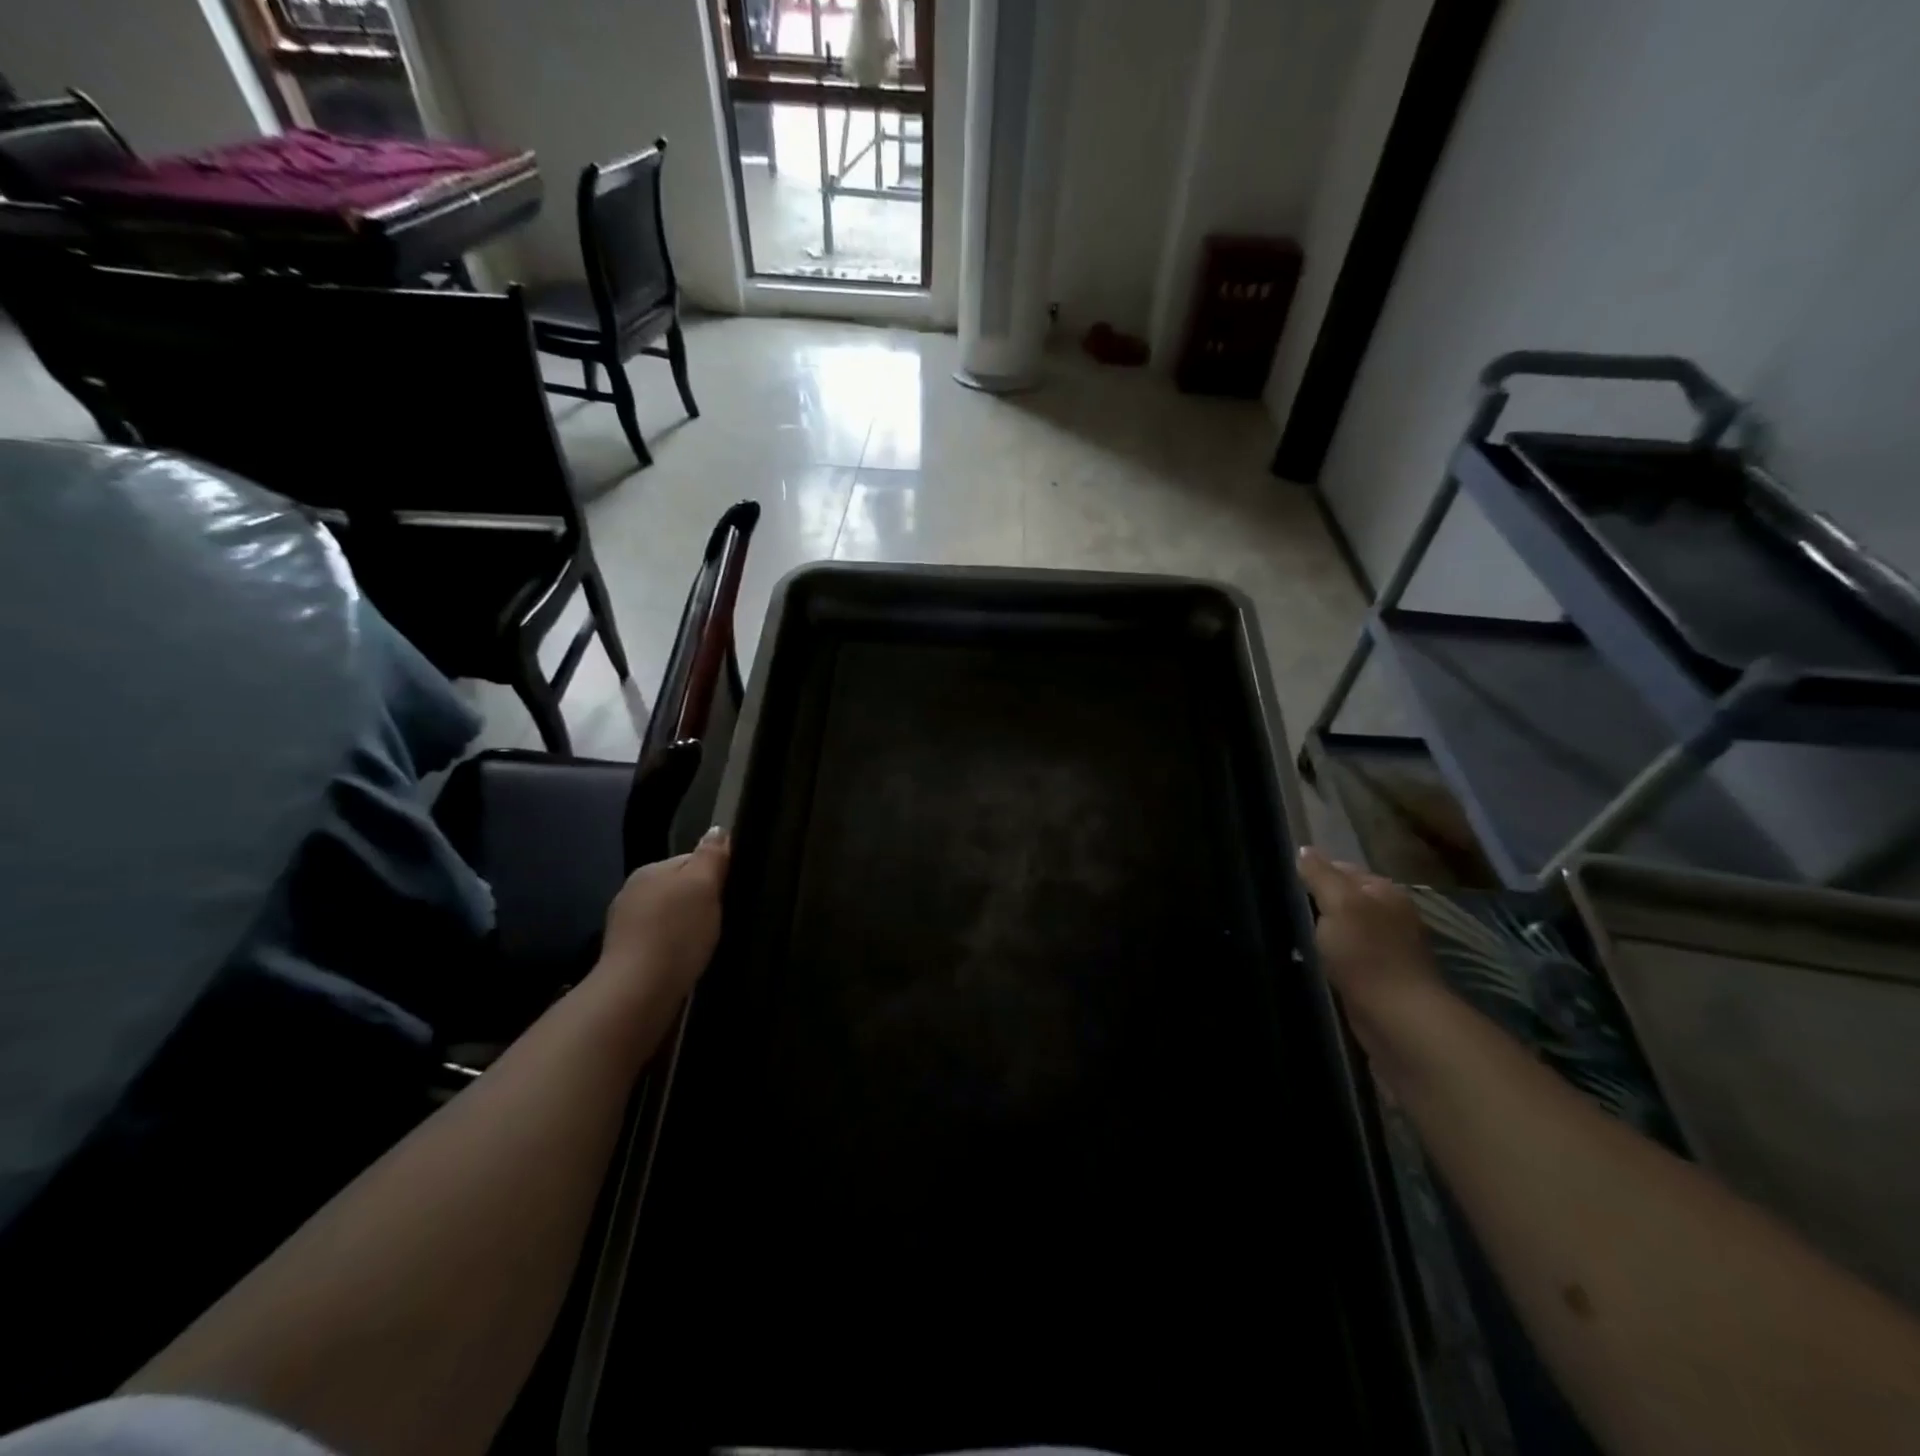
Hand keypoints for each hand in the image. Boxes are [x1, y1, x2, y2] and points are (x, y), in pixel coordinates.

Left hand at [596, 827, 730, 1007]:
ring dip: (685, 926)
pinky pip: (659, 941)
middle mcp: (632, 892)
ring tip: (705, 944)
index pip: (691, 861)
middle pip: (678, 889)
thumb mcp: (703, 886)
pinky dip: (673, 947)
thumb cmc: (676, 932)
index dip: (714, 875)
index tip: (729, 895)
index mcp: (650, 870)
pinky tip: (685, 960)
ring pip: (668, 916)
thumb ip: (711, 856)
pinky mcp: (625, 957)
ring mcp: (624, 926)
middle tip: (722, 921)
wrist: (638, 992)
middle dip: (699, 902)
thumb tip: (717, 829)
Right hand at [1296, 846, 1443, 1036]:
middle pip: (1346, 899)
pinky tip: (1314, 961)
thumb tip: (1304, 850)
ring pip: (1346, 929)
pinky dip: (1332, 957)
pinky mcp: (1381, 979)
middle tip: (1283, 908)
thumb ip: (1321, 875)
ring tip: (1292, 934)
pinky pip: (1349, 957)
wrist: (1397, 1019)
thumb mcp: (1339, 903)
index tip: (1284, 881)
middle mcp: (1392, 915)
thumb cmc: (1367, 953)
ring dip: (1324, 932)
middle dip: (1319, 902)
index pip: (1343, 869)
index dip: (1314, 872)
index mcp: (1385, 891)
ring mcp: (1389, 949)